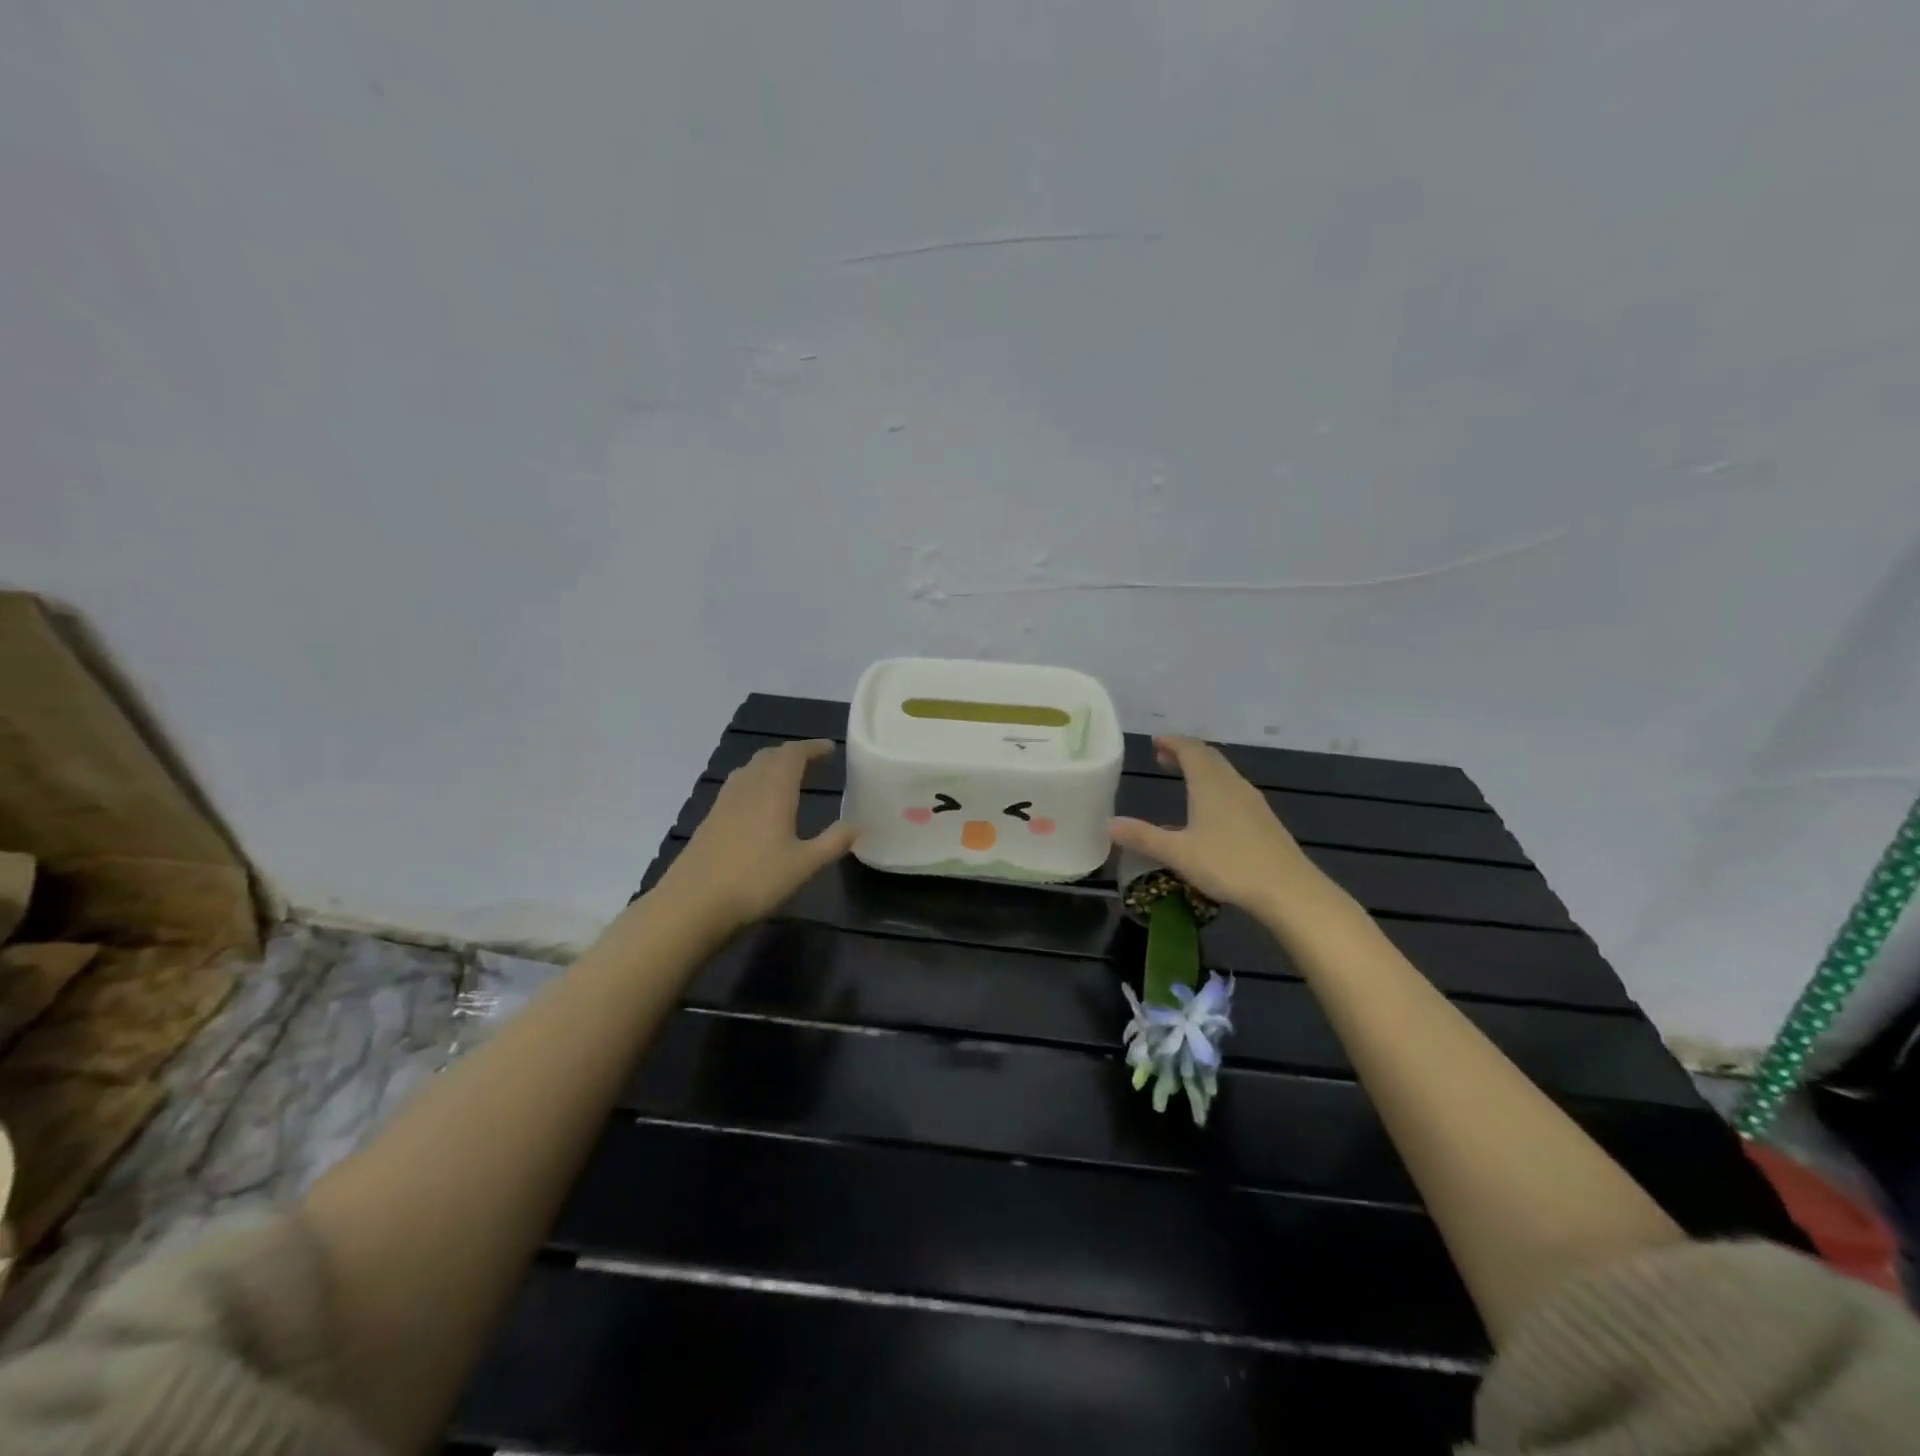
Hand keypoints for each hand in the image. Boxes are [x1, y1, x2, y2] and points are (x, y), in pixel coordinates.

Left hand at [655, 739, 855, 933]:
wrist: (692, 905)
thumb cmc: (755, 881)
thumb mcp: (805, 865)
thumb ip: (833, 842)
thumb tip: (859, 825)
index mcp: (773, 791)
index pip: (793, 755)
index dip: (812, 748)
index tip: (830, 748)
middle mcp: (747, 788)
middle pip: (769, 757)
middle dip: (792, 753)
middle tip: (812, 761)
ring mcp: (724, 803)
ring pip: (749, 769)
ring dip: (771, 765)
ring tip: (788, 776)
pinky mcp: (710, 820)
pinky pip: (736, 786)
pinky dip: (754, 781)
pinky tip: (757, 803)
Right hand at [1109, 736, 1340, 925]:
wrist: (1287, 889)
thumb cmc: (1228, 864)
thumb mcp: (1177, 853)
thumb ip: (1143, 836)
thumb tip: (1109, 824)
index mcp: (1210, 784)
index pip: (1190, 750)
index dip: (1171, 742)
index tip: (1155, 742)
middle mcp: (1232, 784)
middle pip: (1209, 757)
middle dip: (1185, 753)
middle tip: (1163, 757)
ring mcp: (1252, 801)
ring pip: (1224, 773)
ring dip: (1202, 769)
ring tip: (1184, 778)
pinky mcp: (1264, 819)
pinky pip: (1234, 790)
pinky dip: (1215, 786)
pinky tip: (1211, 810)